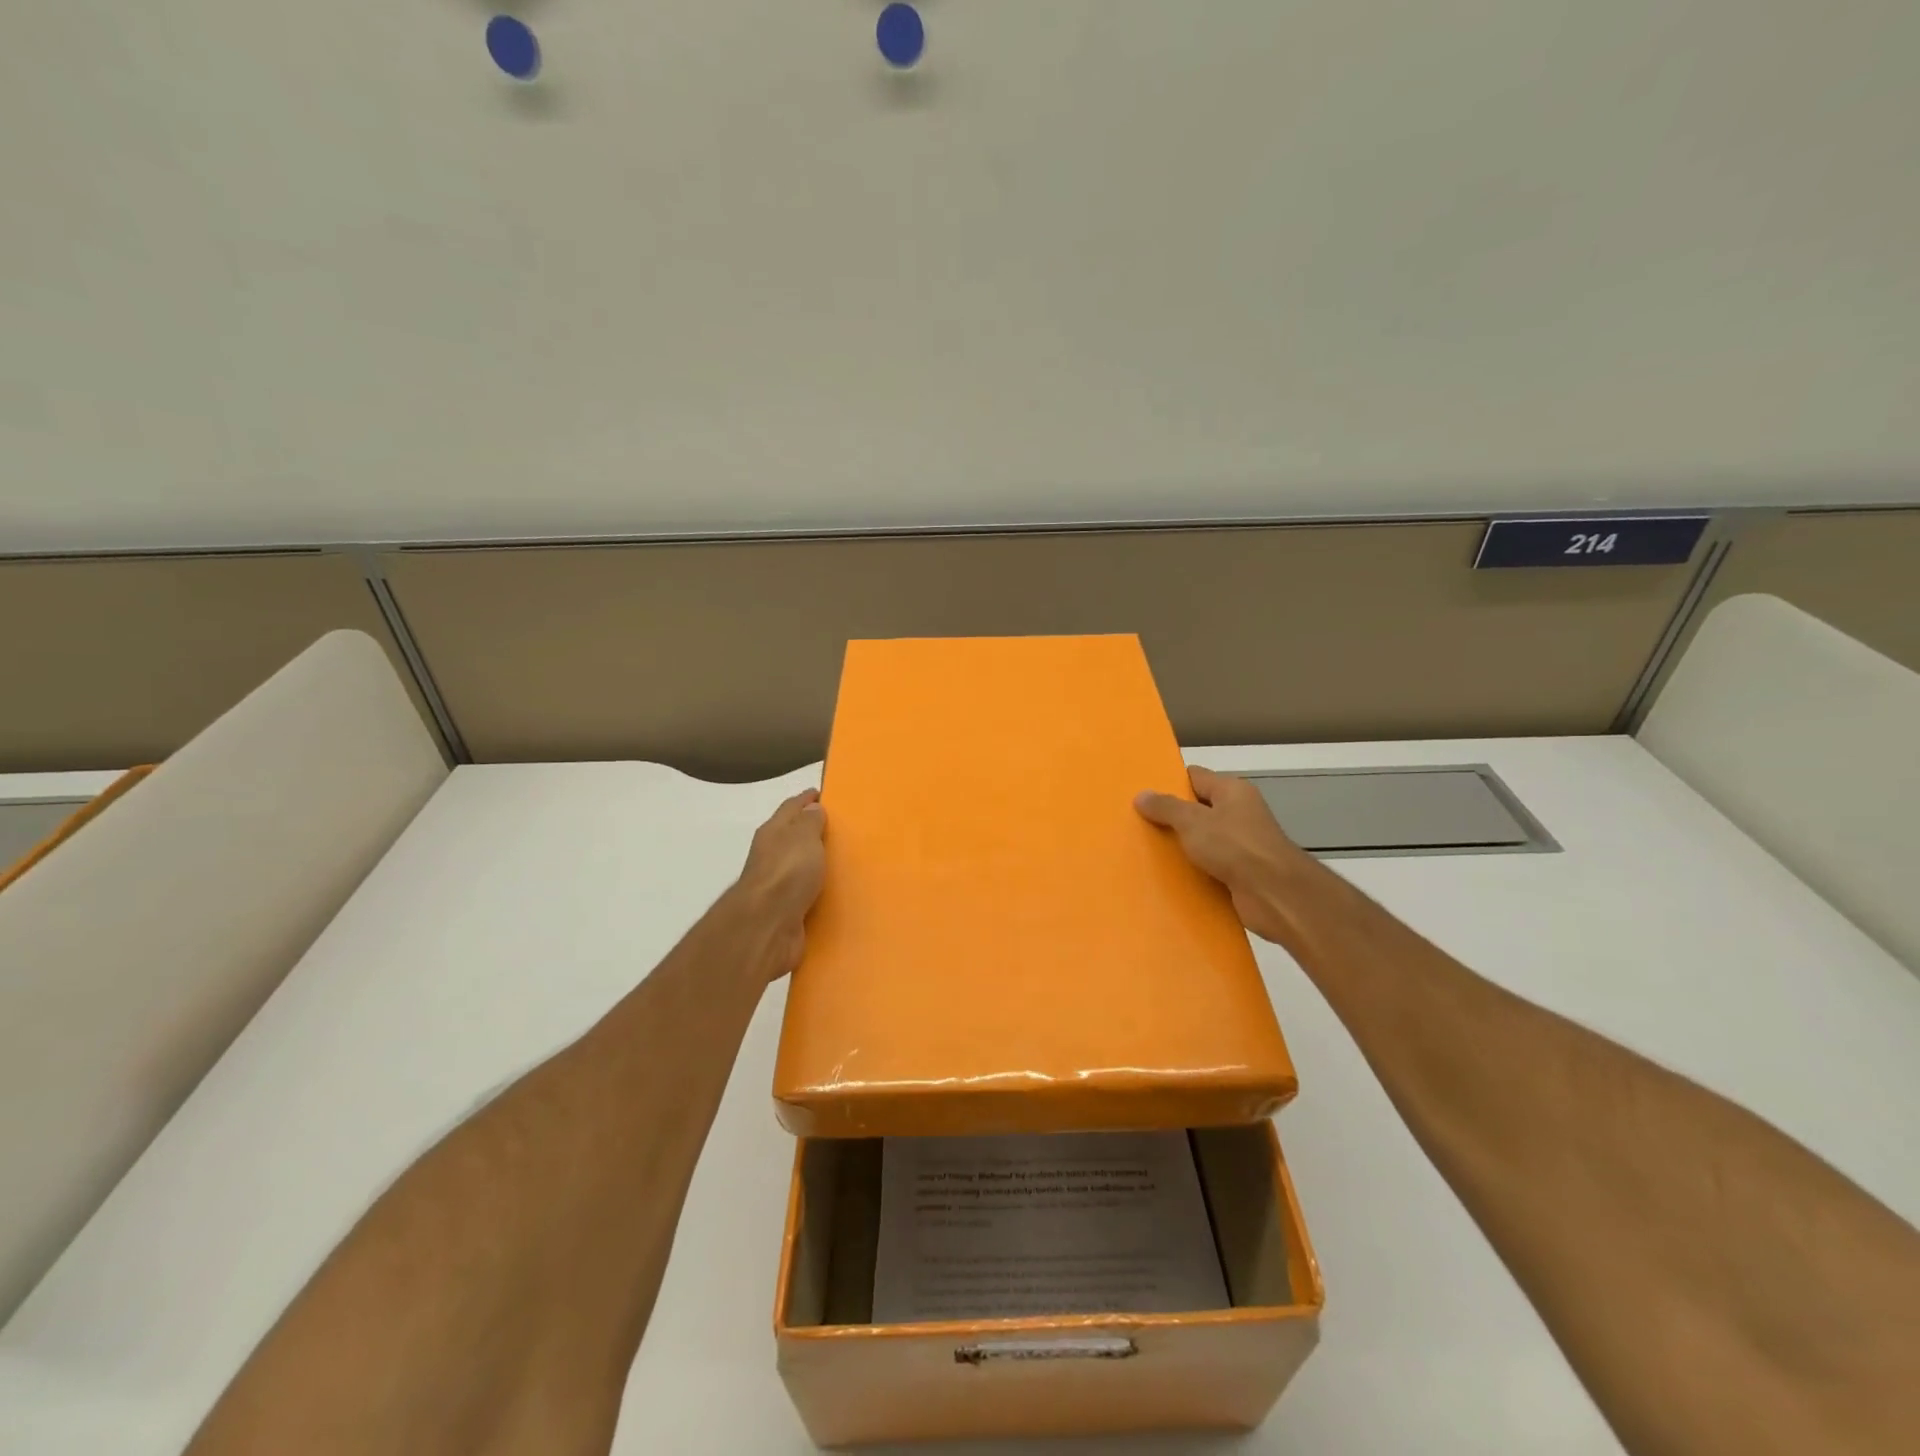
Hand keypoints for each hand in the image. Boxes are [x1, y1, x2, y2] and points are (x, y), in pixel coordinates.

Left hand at [736, 789, 826, 977]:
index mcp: (774, 832)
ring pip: (800, 867)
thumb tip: (813, 808)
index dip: (806, 799)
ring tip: (843, 860)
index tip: (822, 793)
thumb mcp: (803, 837)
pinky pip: (806, 894)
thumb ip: (810, 822)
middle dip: (812, 831)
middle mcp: (772, 855)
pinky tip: (835, 892)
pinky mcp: (786, 911)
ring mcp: (777, 885)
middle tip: (840, 827)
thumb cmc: (787, 873)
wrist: (767, 926)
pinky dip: (818, 890)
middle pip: (793, 837)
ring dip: (816, 863)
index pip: (791, 807)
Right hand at [1135, 766, 1325, 948]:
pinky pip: (1209, 866)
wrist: (1274, 894)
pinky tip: (1168, 876)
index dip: (1170, 782)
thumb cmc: (1235, 846)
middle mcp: (1239, 813)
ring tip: (1146, 850)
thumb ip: (1166, 807)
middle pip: (1198, 809)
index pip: (1195, 777)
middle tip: (1138, 822)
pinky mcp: (1240, 873)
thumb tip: (1142, 795)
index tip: (1142, 792)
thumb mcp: (1192, 821)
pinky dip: (1192, 871)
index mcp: (1232, 791)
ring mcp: (1241, 845)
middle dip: (1171, 817)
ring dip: (1180, 847)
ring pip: (1202, 840)